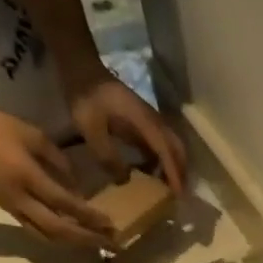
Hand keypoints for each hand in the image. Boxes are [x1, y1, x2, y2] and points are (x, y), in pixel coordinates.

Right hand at [0, 101, 112, 245]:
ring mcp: (12, 207)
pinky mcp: (7, 210)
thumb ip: (58, 161)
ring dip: (75, 243)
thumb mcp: (32, 134)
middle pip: (58, 229)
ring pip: (47, 236)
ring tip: (98, 244)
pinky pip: (37, 231)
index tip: (110, 223)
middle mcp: (19, 197)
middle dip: (87, 238)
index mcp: (25, 175)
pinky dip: (58, 238)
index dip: (88, 216)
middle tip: (112, 244)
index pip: (64, 203)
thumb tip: (79, 187)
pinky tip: (75, 237)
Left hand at [67, 69, 187, 193]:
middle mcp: (153, 120)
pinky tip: (152, 173)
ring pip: (171, 146)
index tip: (179, 194)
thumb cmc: (84, 95)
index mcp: (143, 119)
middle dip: (181, 171)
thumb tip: (124, 180)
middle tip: (179, 195)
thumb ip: (106, 154)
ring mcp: (149, 120)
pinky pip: (159, 144)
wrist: (81, 67)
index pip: (165, 149)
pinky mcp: (142, 122)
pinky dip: (161, 160)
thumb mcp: (89, 127)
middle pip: (176, 147)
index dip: (173, 172)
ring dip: (173, 166)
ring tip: (168, 188)